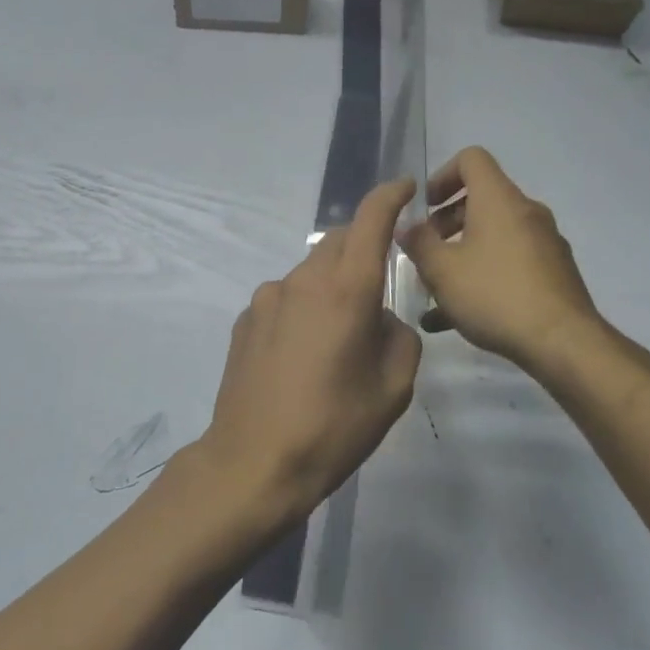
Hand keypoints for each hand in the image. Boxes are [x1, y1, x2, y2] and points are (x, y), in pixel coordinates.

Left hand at [196, 179, 422, 524]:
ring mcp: (268, 298)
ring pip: (310, 271)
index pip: (370, 220)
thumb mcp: (392, 389)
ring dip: (330, 286)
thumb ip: (399, 337)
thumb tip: (381, 318)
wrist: (254, 462)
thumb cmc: (333, 427)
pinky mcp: (245, 319)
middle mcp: (303, 281)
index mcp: (346, 291)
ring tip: (337, 338)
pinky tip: (301, 354)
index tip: (405, 187)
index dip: (390, 196)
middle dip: (363, 248)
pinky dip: (302, 309)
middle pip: (338, 242)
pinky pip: (285, 298)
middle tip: (377, 286)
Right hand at [398, 147, 649, 379]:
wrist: (562, 342)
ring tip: (436, 290)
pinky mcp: (553, 272)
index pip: (471, 159)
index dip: (442, 176)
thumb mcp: (442, 270)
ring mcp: (544, 242)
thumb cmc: (495, 294)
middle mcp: (526, 212)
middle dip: (446, 223)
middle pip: (481, 199)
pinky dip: (483, 276)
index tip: (425, 208)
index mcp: (499, 199)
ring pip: (493, 235)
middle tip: (426, 253)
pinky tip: (457, 317)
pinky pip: (509, 262)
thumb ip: (418, 243)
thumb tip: (407, 228)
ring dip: (461, 254)